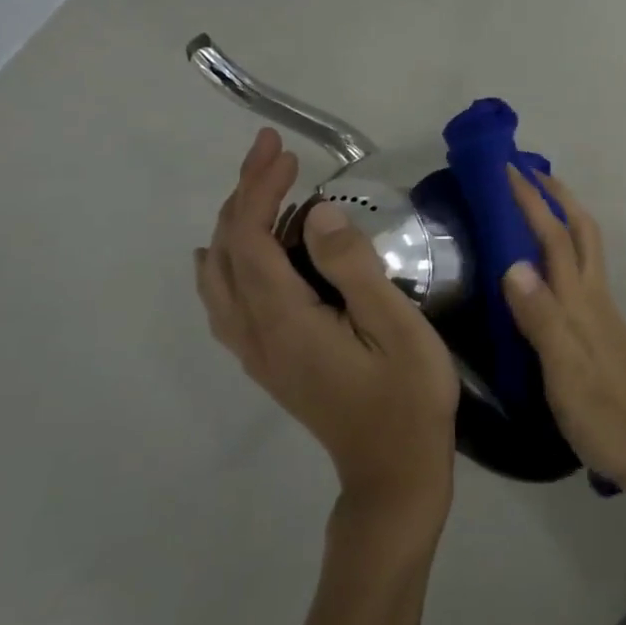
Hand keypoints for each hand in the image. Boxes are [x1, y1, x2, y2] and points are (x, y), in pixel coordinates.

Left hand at [196, 129, 459, 527]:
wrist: (393, 473)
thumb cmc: (407, 399)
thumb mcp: (397, 330)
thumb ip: (355, 270)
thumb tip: (322, 213)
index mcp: (285, 321)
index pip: (251, 240)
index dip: (260, 189)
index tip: (284, 151)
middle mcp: (257, 335)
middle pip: (225, 253)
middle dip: (243, 195)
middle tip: (272, 153)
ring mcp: (258, 354)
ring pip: (217, 279)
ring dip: (232, 226)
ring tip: (259, 191)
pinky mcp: (270, 364)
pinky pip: (226, 303)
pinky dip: (225, 264)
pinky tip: (238, 257)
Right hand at [501, 168, 625, 499]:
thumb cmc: (605, 413)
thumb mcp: (565, 369)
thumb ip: (540, 318)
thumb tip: (513, 264)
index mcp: (582, 301)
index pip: (554, 237)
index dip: (532, 201)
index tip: (508, 169)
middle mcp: (594, 298)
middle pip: (581, 232)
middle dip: (556, 197)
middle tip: (528, 174)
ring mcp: (601, 315)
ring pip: (583, 252)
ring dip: (561, 220)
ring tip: (534, 208)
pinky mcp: (600, 334)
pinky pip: (579, 277)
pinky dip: (562, 255)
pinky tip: (545, 271)